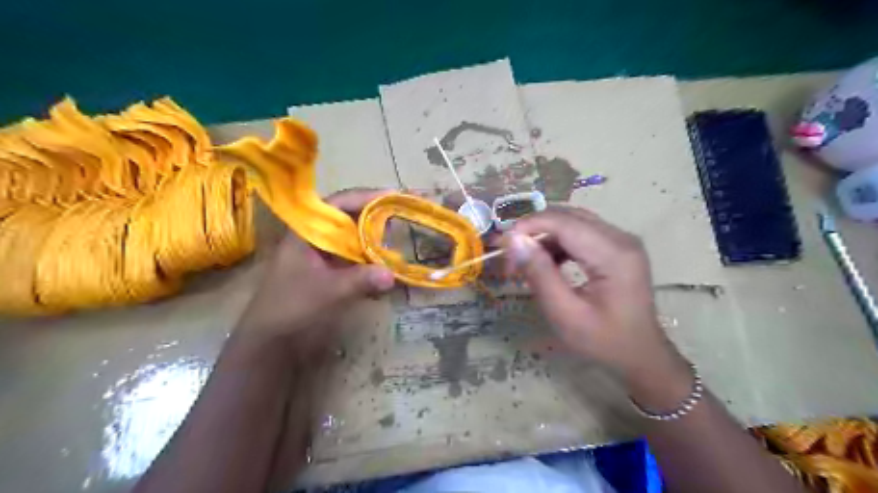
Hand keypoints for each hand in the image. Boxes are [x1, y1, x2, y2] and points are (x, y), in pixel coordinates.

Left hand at [238, 187, 393, 348]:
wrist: (270, 339)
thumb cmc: (291, 306)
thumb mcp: (327, 291)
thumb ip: (360, 280)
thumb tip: (392, 275)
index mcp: (307, 232)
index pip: (339, 204)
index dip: (366, 197)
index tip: (392, 196)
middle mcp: (315, 238)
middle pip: (349, 218)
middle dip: (375, 216)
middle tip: (402, 214)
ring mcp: (321, 255)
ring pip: (353, 238)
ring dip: (374, 238)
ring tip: (398, 236)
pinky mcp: (328, 271)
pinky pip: (353, 258)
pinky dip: (369, 259)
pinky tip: (384, 265)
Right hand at [504, 206, 688, 387]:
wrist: (640, 355)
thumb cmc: (603, 341)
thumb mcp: (565, 314)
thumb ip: (540, 274)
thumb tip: (515, 242)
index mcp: (614, 254)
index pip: (566, 222)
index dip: (532, 225)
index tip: (505, 241)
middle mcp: (621, 238)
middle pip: (570, 216)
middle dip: (536, 228)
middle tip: (512, 252)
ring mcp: (622, 241)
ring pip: (574, 221)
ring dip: (546, 235)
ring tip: (526, 259)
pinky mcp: (618, 247)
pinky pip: (582, 232)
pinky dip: (559, 242)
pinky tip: (547, 261)